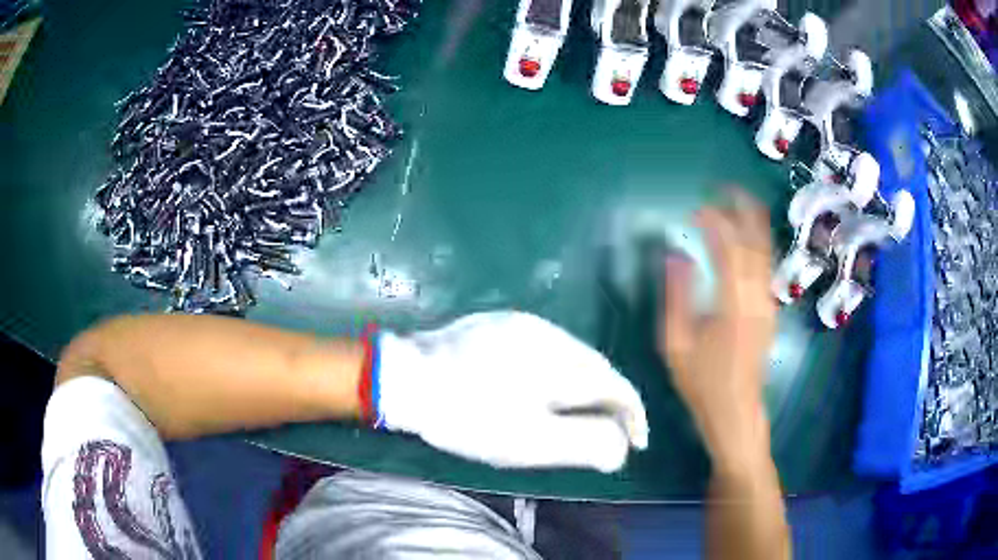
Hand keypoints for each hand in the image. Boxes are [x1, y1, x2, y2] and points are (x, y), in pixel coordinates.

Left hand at [375, 312, 648, 471]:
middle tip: (605, 434)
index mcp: (560, 359)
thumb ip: (583, 443)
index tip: (634, 444)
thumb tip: (620, 446)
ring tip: (576, 416)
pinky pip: (545, 349)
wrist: (404, 379)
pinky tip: (541, 391)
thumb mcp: (529, 442)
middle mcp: (548, 331)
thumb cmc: (467, 416)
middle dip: (608, 402)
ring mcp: (519, 323)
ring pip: (572, 356)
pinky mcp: (497, 323)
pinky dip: (557, 373)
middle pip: (596, 368)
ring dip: (583, 387)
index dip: (632, 415)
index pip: (615, 385)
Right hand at [659, 190, 776, 469]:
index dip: (713, 222)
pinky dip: (756, 243)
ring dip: (752, 223)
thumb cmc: (703, 383)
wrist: (736, 412)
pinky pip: (766, 265)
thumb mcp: (676, 343)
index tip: (694, 210)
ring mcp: (768, 302)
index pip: (728, 247)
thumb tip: (676, 256)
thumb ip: (676, 296)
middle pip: (756, 240)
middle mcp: (757, 295)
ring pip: (766, 251)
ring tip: (735, 204)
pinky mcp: (769, 309)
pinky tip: (744, 239)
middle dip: (743, 209)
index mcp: (733, 303)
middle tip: (725, 189)